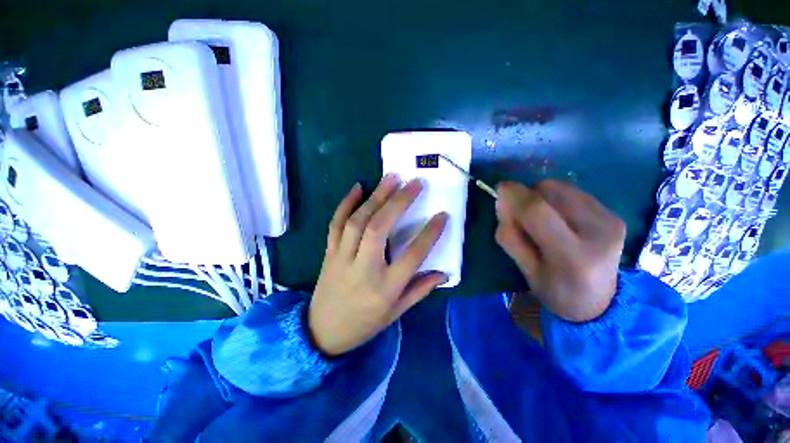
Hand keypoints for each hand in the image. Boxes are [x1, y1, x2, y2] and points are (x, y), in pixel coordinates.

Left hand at [309, 175, 448, 355]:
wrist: (322, 331)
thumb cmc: (364, 324)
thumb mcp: (396, 313)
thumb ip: (419, 290)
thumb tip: (443, 272)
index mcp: (384, 288)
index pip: (412, 256)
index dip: (429, 234)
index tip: (443, 216)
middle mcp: (363, 269)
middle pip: (380, 229)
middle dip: (398, 203)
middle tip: (414, 183)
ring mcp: (342, 257)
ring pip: (358, 221)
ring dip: (375, 197)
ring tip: (391, 179)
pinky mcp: (329, 252)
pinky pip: (335, 223)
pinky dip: (346, 203)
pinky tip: (358, 187)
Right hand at [495, 180, 624, 321]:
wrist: (600, 302)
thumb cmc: (555, 291)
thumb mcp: (525, 270)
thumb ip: (510, 236)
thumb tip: (502, 201)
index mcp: (572, 257)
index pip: (538, 213)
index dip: (514, 195)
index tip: (498, 189)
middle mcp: (598, 232)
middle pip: (550, 192)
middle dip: (526, 197)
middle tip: (520, 216)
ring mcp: (610, 220)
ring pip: (560, 187)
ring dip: (540, 196)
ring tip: (540, 218)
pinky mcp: (614, 213)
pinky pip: (572, 191)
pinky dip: (555, 198)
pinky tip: (557, 217)